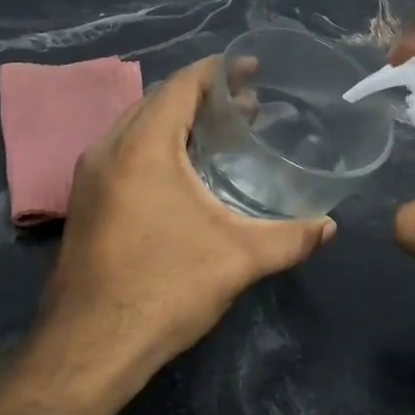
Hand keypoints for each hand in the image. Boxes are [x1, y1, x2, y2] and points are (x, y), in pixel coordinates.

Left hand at [35, 56, 336, 396]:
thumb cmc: (164, 289)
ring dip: (177, 121)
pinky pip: (124, 151)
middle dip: (202, 96)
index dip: (218, 71)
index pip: (181, 85)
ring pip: (137, 126)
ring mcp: (89, 176)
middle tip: (248, 105)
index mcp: (143, 146)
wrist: (90, 345)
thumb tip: (329, 227)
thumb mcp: (238, 259)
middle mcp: (108, 148)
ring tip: (221, 133)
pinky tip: (184, 172)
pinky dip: (156, 145)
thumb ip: (290, 238)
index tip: (252, 69)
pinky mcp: (84, 201)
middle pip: (158, 100)